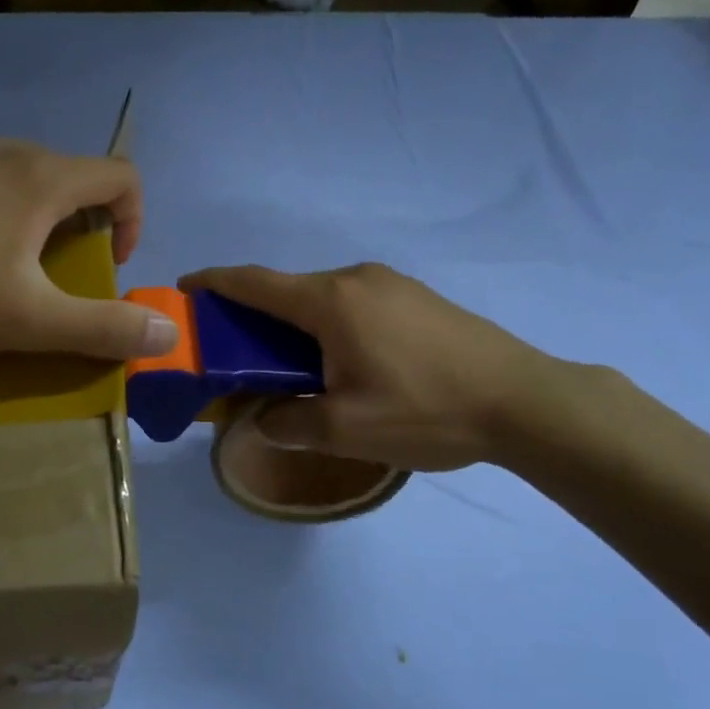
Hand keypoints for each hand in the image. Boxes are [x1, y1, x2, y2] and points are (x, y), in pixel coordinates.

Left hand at [0, 138, 177, 362]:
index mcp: (40, 179)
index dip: (133, 220)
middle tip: (51, 271)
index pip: (120, 176)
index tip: (109, 264)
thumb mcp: (32, 323)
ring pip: (10, 170)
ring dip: (24, 210)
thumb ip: (107, 327)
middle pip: (65, 173)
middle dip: (76, 221)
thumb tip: (169, 333)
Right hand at [179, 263, 561, 471]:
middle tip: (234, 353)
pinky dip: (328, 326)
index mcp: (331, 301)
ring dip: (294, 325)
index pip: (254, 283)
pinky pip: (353, 305)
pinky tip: (340, 363)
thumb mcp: (345, 429)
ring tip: (288, 367)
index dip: (213, 283)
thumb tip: (260, 420)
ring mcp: (391, 284)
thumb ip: (288, 423)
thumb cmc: (426, 410)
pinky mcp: (417, 298)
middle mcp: (356, 279)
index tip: (184, 291)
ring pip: (322, 299)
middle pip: (287, 291)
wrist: (525, 401)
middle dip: (252, 316)